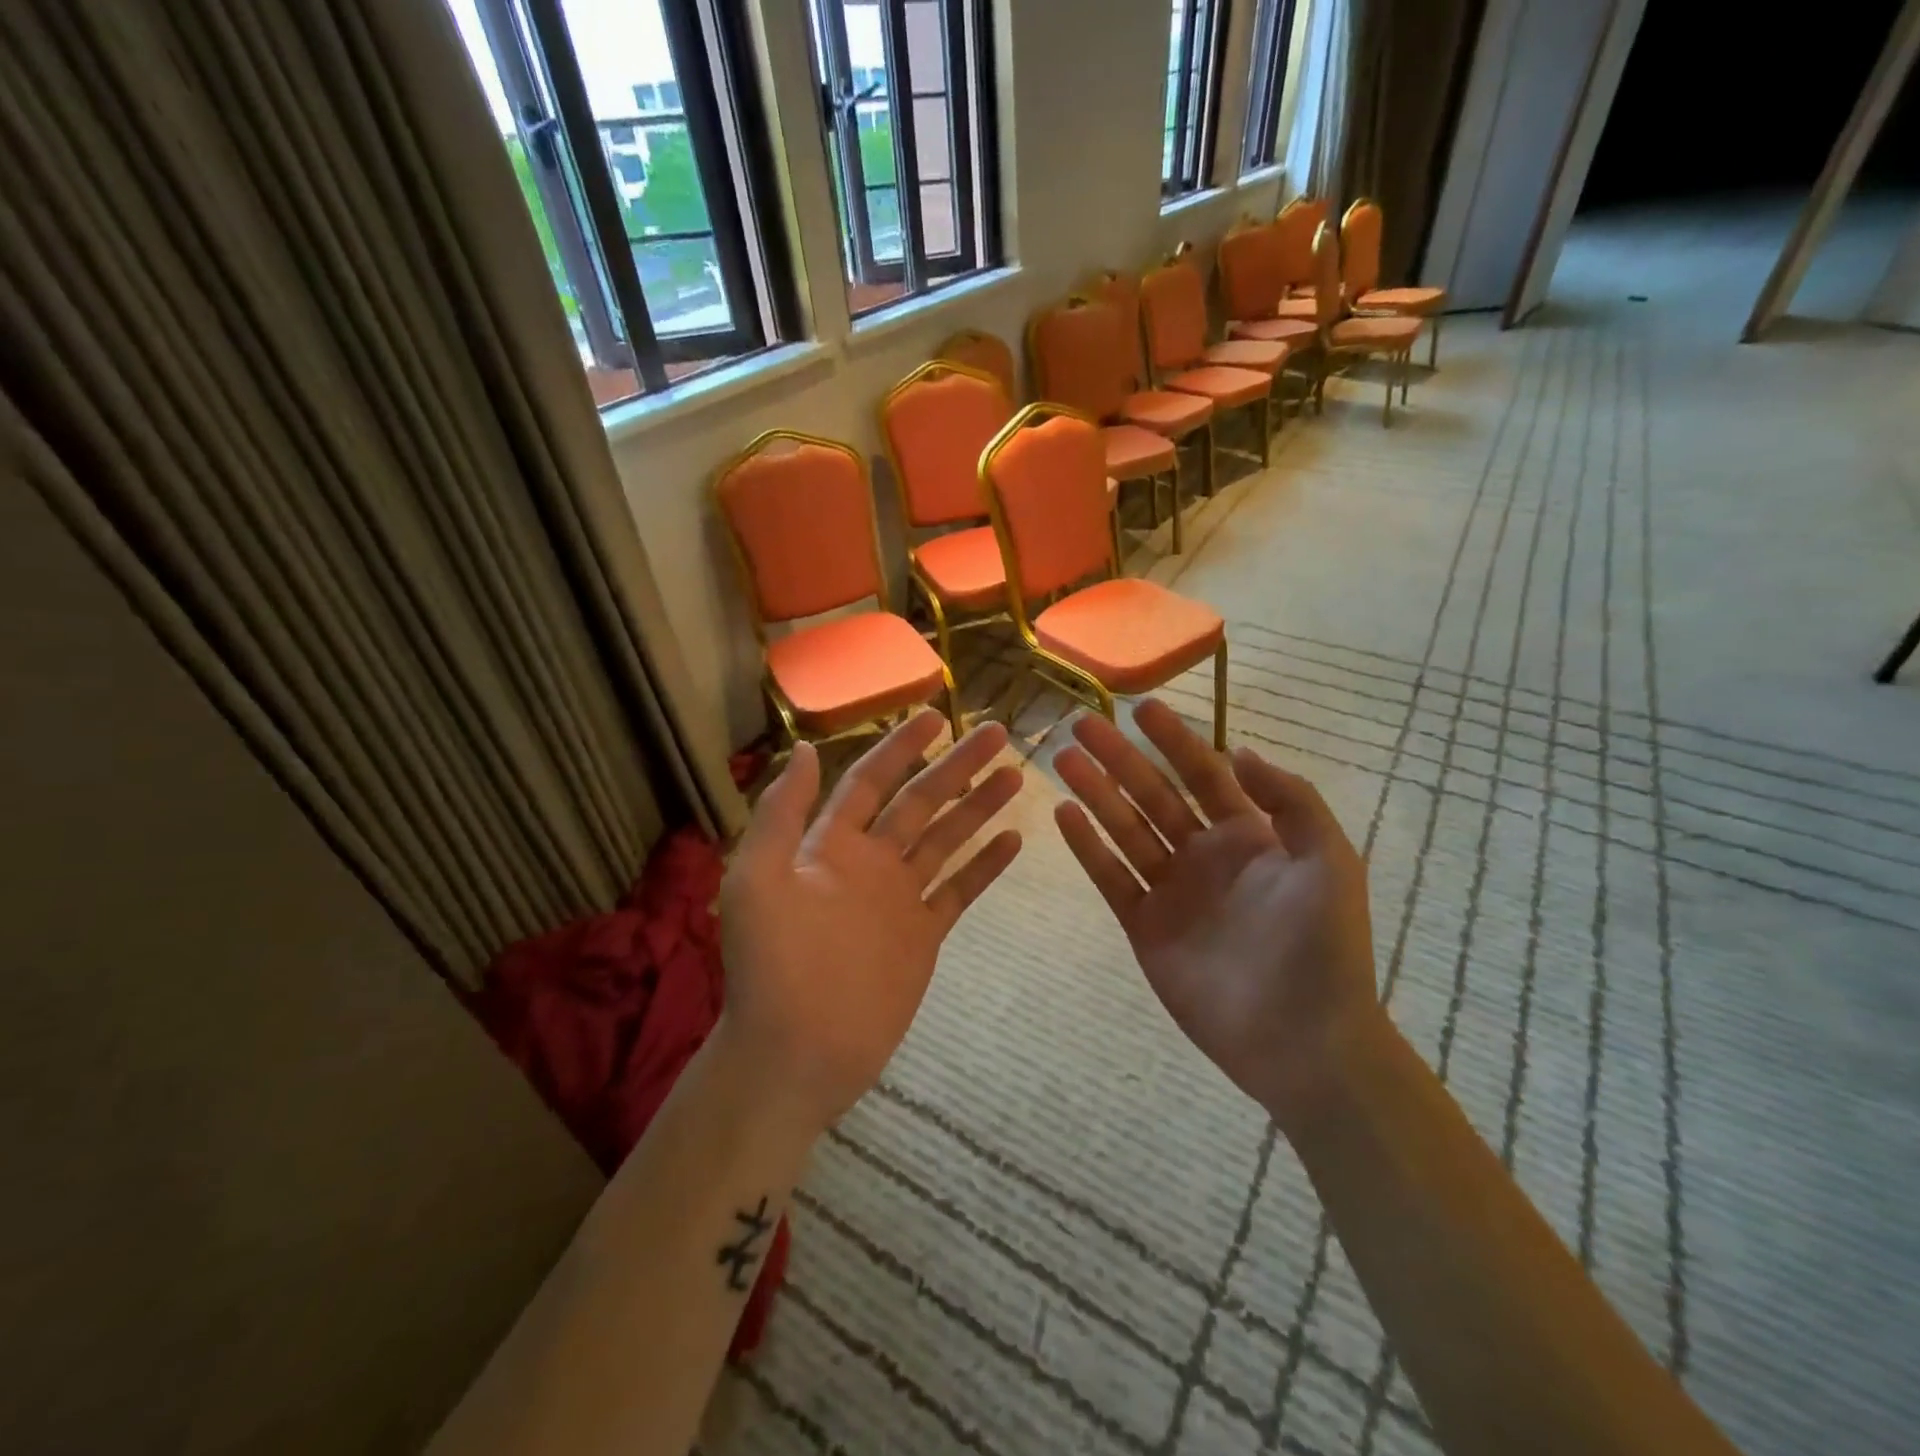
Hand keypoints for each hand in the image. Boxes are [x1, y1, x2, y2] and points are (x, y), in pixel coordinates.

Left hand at [719, 714, 1023, 1132]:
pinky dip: (985, 867)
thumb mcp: (757, 879)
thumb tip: (806, 748)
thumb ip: (781, 813)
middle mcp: (870, 862)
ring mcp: (900, 898)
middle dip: (957, 767)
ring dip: (979, 808)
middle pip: (921, 802)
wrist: (796, 1050)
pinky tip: (1014, 842)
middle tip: (996, 734)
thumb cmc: (772, 965)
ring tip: (1015, 778)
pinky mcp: (923, 934)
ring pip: (947, 840)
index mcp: (832, 845)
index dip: (902, 746)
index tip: (936, 715)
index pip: (872, 781)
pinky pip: (959, 892)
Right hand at [1053, 699, 1378, 1122]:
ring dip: (1096, 793)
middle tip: (1082, 725)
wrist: (1303, 1039)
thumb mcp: (1328, 859)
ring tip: (1063, 759)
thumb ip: (1289, 800)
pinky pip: (1112, 878)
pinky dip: (1088, 847)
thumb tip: (1240, 752)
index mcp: (1249, 836)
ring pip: (1125, 829)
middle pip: (1153, 795)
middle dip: (1120, 758)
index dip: (1174, 740)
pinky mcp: (1145, 926)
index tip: (1141, 708)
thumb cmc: (1322, 945)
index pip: (1203, 774)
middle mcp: (1204, 855)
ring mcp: (1171, 890)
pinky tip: (1065, 814)